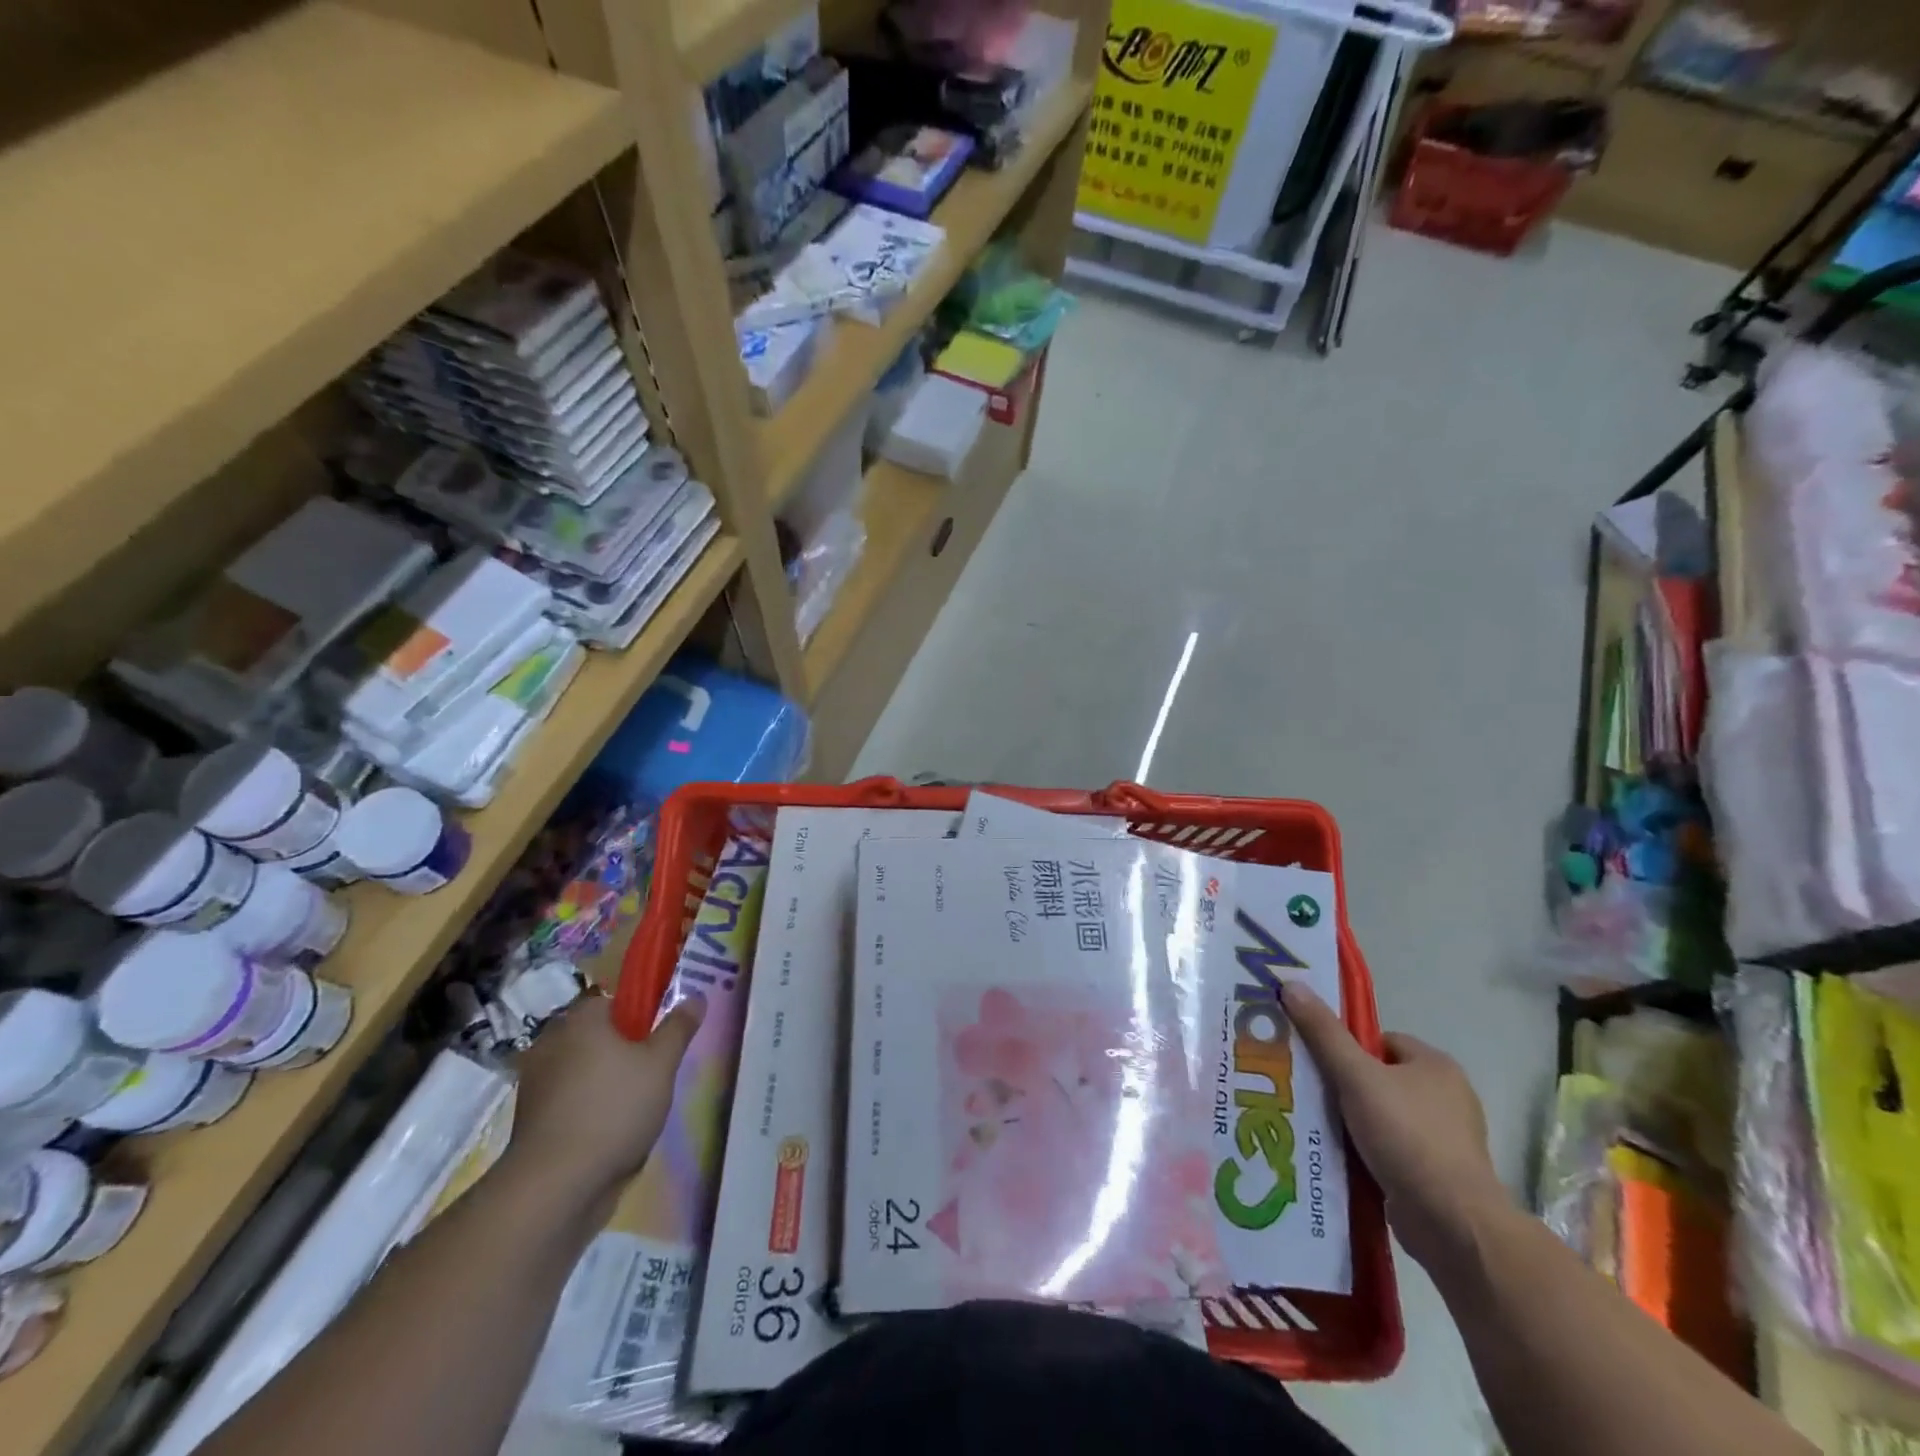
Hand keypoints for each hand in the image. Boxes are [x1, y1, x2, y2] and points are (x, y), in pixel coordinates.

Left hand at [498, 992, 704, 1211]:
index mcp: (580, 1020)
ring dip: (607, 1082)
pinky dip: (589, 1109)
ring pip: (585, 1071)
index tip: (661, 1036)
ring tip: (638, 1106)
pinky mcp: (532, 1122)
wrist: (555, 1188)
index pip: (613, 1000)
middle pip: (599, 1036)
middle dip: (625, 1051)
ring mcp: (536, 1084)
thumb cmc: (614, 1109)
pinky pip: (571, 1102)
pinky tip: (612, 1131)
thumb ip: (678, 1028)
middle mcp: (551, 1043)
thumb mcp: (661, 1064)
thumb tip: (695, 996)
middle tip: (656, 1071)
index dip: (641, 1014)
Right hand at [1280, 984, 1508, 1269]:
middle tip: (1307, 1091)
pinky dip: (1366, 1151)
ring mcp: (1446, 1140)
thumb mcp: (1356, 1076)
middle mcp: (1447, 1097)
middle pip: (1379, 1078)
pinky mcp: (1438, 1176)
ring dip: (1353, 1121)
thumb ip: (1323, 1033)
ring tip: (1315, 1124)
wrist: (1452, 1224)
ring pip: (1383, 1115)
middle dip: (1345, 1086)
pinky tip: (1338, 1156)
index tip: (1317, 1063)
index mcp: (1436, 1065)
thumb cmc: (1407, 1136)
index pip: (1380, 1041)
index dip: (1347, 1047)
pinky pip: (1391, 1150)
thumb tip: (1291, 984)